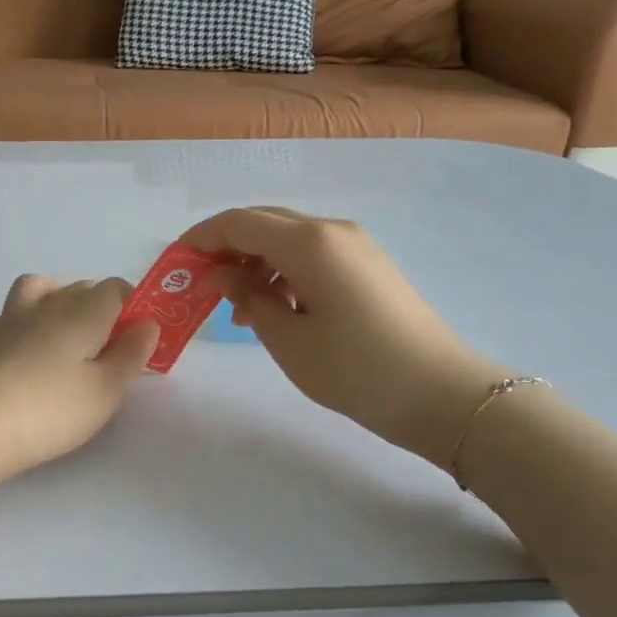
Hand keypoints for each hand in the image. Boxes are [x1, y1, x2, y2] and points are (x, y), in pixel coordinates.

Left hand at [0, 275, 159, 488]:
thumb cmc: (52, 409)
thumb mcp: (107, 390)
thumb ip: (132, 354)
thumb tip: (148, 323)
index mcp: (84, 314)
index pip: (115, 289)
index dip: (132, 305)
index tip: (138, 336)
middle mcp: (47, 307)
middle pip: (79, 288)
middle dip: (99, 306)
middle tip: (108, 348)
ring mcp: (9, 321)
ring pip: (35, 289)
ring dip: (53, 299)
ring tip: (62, 333)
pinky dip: (11, 325)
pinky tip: (16, 348)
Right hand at [182, 207, 511, 467]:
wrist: (442, 394)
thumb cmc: (356, 370)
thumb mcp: (288, 339)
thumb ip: (248, 298)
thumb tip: (220, 274)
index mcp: (309, 242)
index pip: (239, 222)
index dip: (200, 239)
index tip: (174, 265)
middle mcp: (332, 230)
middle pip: (263, 222)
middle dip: (225, 249)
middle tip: (201, 289)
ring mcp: (355, 245)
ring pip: (288, 239)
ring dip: (254, 264)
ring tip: (241, 312)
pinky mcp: (367, 265)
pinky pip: (312, 255)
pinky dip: (283, 273)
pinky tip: (277, 310)